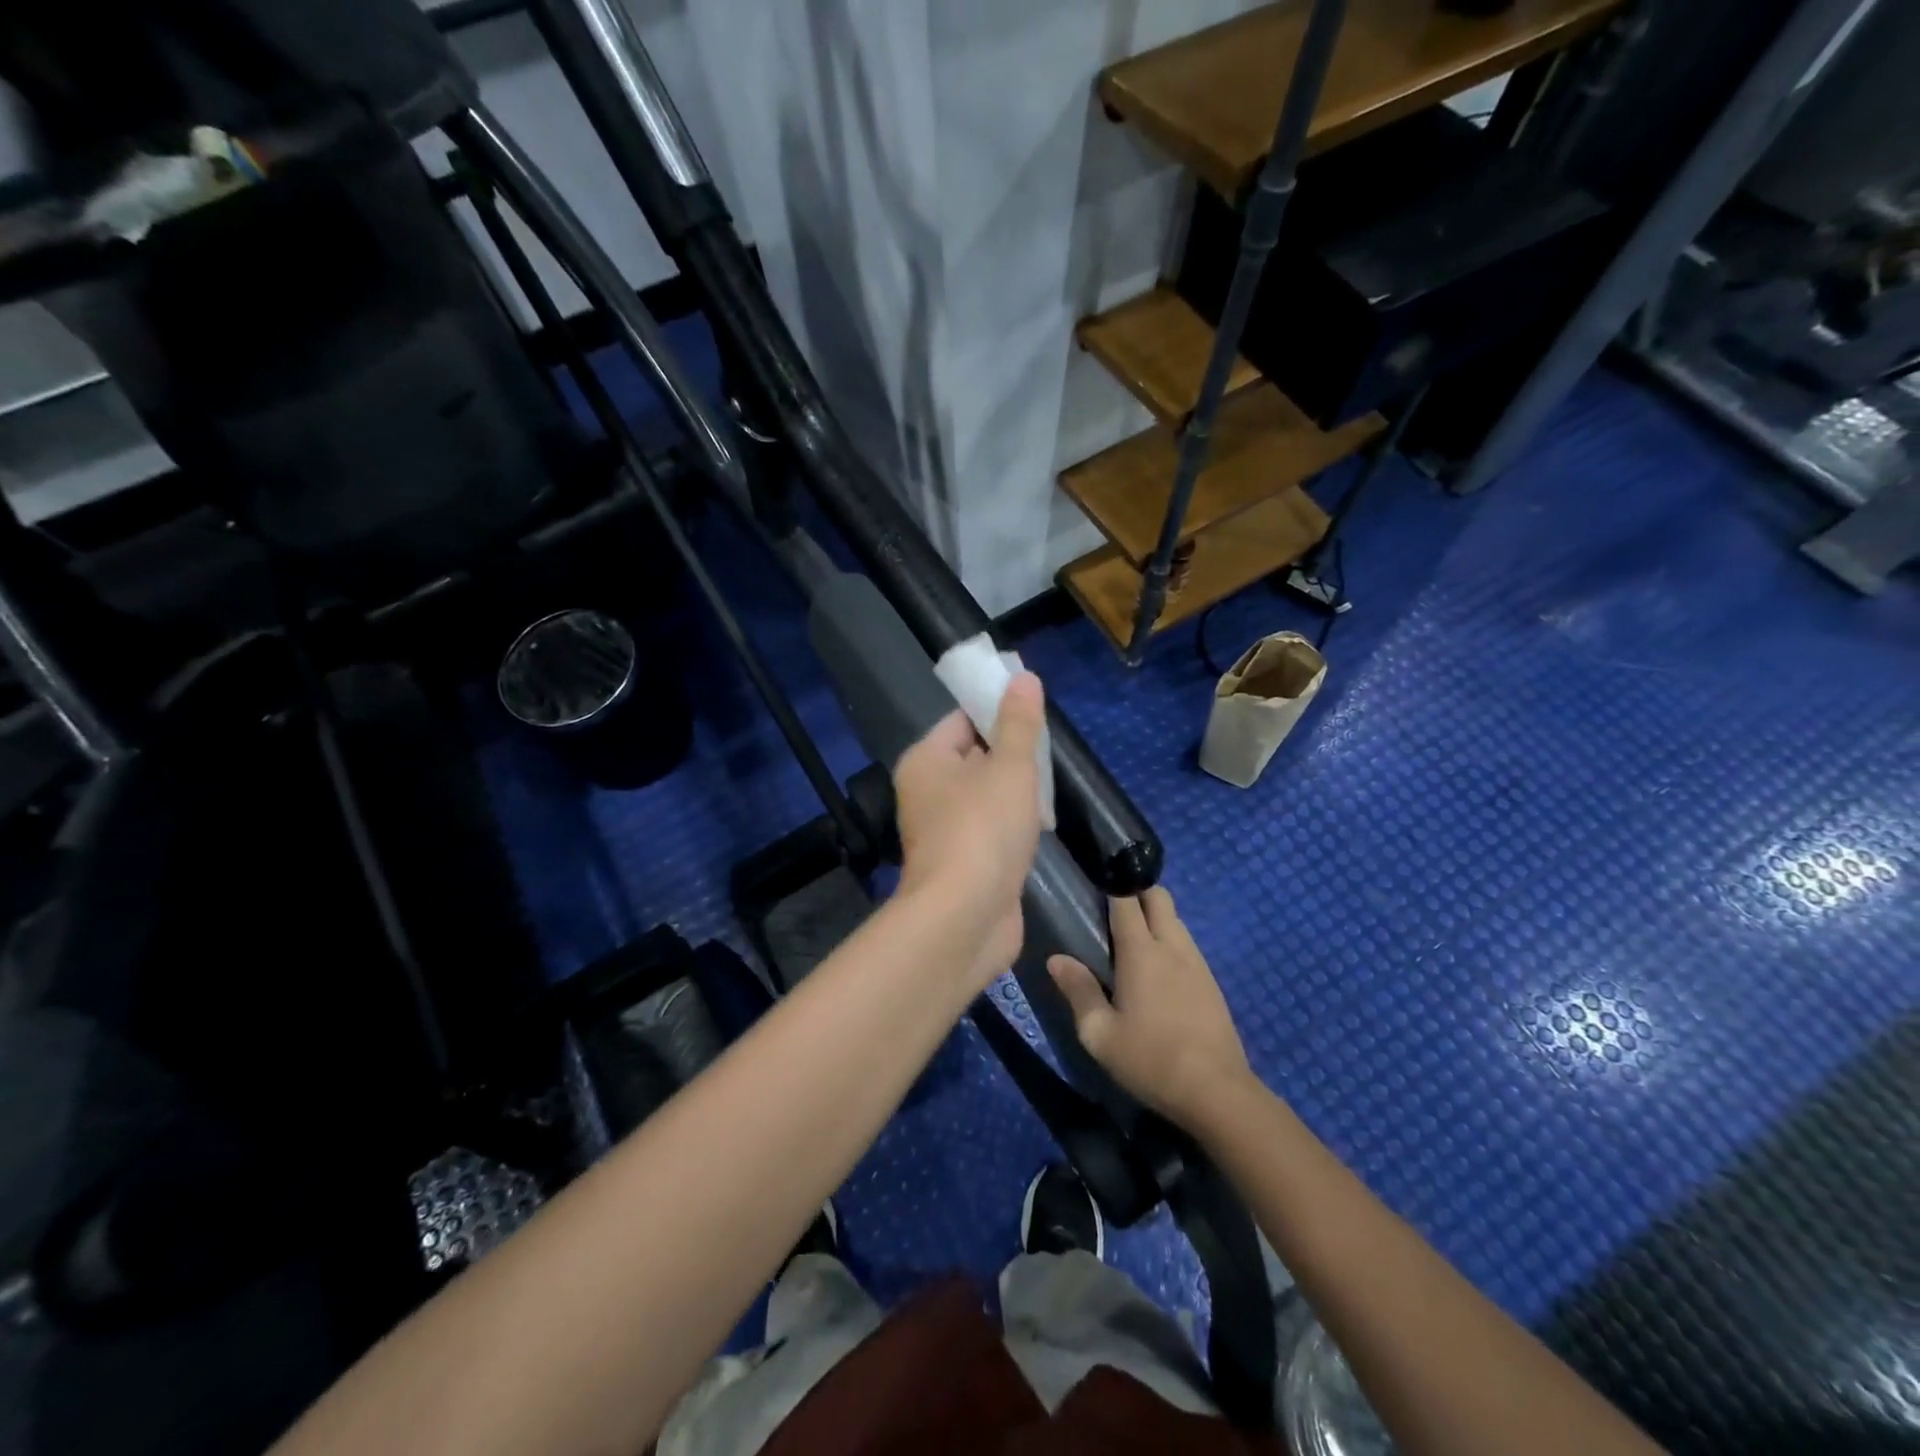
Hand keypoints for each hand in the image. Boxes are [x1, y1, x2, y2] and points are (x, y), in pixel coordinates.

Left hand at [893, 673, 1045, 989]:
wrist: (966, 918)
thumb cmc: (984, 829)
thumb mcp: (1010, 767)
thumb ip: (1019, 723)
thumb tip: (1023, 678)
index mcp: (926, 761)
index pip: (961, 720)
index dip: (996, 711)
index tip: (1035, 714)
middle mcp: (927, 792)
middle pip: (974, 757)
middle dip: (1012, 754)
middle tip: (1049, 752)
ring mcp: (944, 830)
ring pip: (985, 796)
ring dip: (1016, 792)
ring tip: (1050, 787)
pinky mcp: (963, 862)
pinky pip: (990, 829)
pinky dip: (1013, 825)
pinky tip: (1040, 826)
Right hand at [1048, 887, 1252, 1128]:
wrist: (1217, 1092)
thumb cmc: (1150, 1060)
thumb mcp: (1100, 1034)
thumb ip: (1078, 991)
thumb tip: (1056, 959)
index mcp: (1141, 952)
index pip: (1126, 900)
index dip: (1111, 884)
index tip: (1095, 879)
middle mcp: (1172, 947)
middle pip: (1159, 897)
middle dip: (1138, 891)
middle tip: (1112, 909)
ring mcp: (1197, 963)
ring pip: (1176, 920)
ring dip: (1156, 917)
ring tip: (1132, 939)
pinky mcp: (1212, 983)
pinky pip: (1188, 945)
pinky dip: (1170, 941)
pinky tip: (1159, 970)